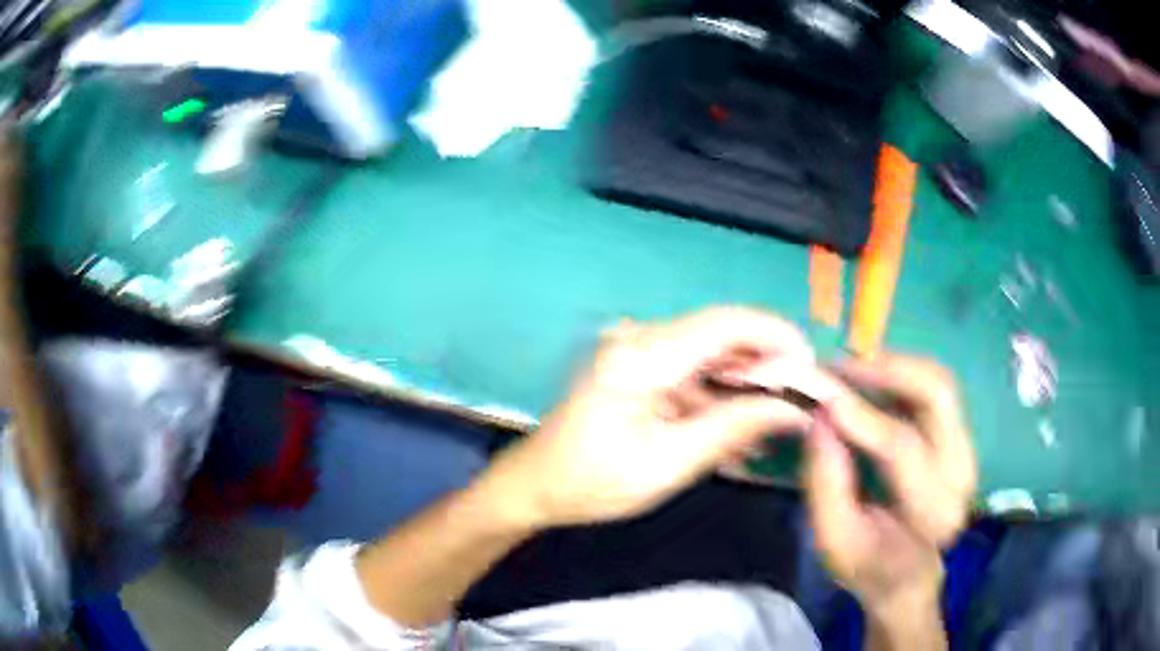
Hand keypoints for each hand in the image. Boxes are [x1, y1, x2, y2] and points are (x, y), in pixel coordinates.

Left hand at [483, 307, 818, 528]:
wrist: (535, 486)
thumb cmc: (592, 482)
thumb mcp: (669, 463)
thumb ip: (734, 429)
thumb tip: (793, 410)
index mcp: (643, 355)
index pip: (726, 323)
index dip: (777, 337)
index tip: (811, 369)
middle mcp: (642, 340)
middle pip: (722, 337)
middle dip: (766, 368)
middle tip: (797, 406)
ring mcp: (638, 353)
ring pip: (711, 358)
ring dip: (744, 388)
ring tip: (770, 429)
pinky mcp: (638, 370)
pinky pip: (692, 375)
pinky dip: (719, 400)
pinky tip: (736, 433)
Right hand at [804, 355, 975, 622]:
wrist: (908, 574)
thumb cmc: (868, 564)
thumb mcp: (834, 541)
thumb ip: (826, 485)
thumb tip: (820, 418)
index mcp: (932, 513)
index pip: (904, 448)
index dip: (863, 416)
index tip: (824, 396)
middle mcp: (960, 474)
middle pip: (938, 395)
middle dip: (889, 370)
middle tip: (843, 365)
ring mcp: (966, 451)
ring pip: (940, 383)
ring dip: (897, 367)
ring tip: (854, 369)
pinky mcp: (961, 438)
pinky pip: (937, 390)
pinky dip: (904, 377)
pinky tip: (874, 382)